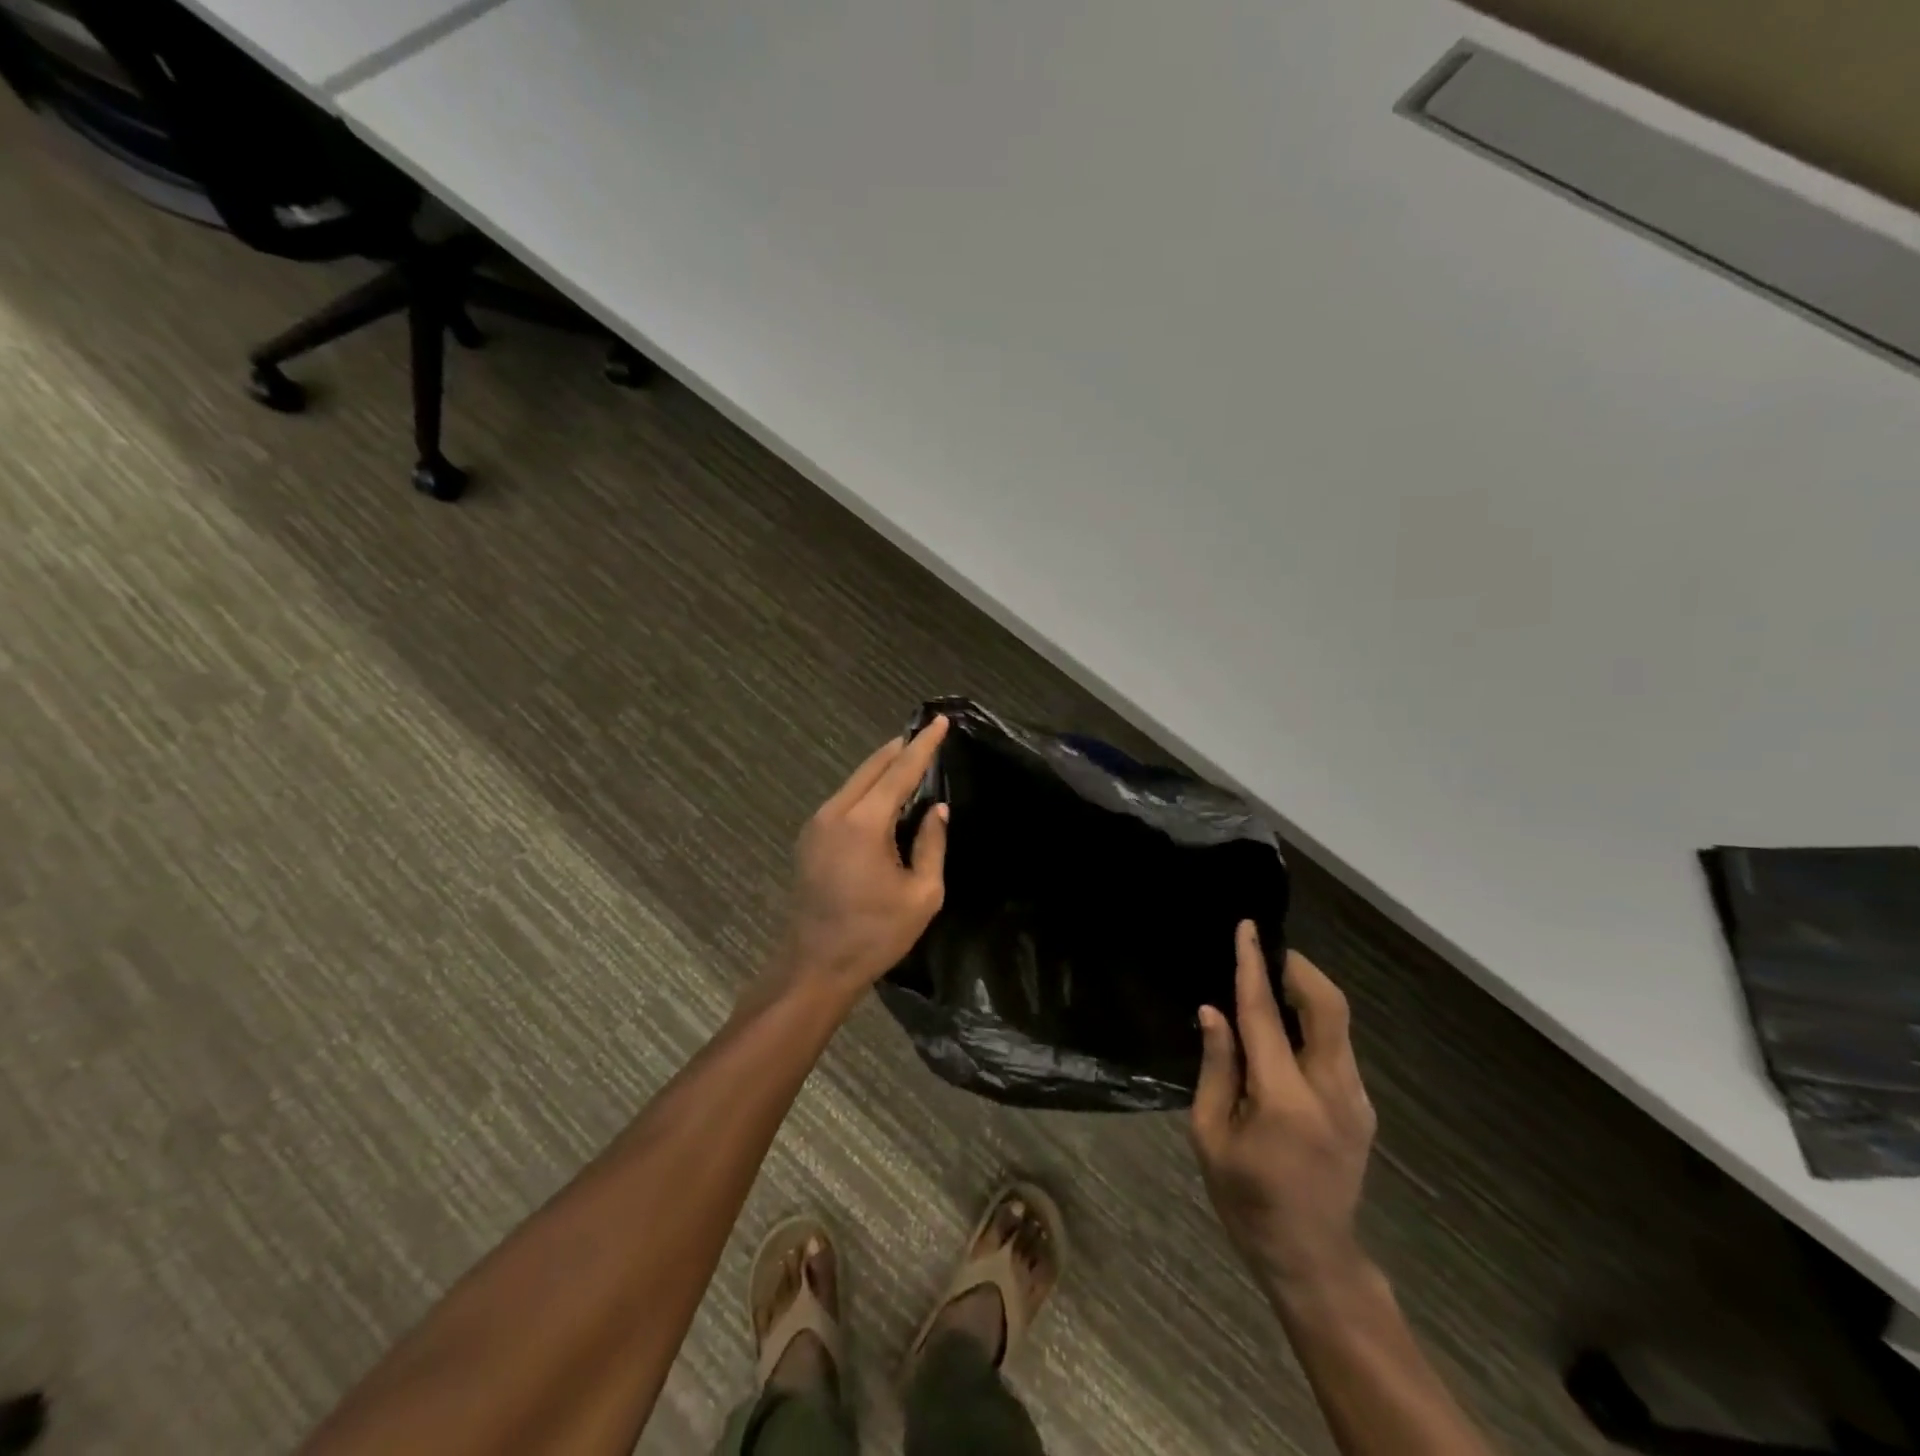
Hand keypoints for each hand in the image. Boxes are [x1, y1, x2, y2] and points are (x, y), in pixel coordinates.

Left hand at [778, 716, 950, 999]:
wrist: (815, 966)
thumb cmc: (875, 934)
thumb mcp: (921, 894)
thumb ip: (932, 844)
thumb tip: (936, 810)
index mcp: (864, 823)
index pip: (900, 771)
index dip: (923, 746)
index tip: (939, 722)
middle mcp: (835, 813)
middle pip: (871, 768)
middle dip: (899, 749)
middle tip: (924, 735)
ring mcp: (816, 825)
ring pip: (854, 782)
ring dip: (880, 769)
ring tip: (907, 760)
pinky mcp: (809, 839)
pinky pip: (843, 800)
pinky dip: (865, 788)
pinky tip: (881, 795)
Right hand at [1192, 922, 1377, 1298]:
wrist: (1312, 1256)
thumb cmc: (1246, 1198)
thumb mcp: (1211, 1135)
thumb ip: (1216, 1067)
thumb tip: (1214, 1011)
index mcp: (1285, 1099)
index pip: (1266, 1015)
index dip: (1253, 967)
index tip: (1247, 928)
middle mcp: (1331, 1090)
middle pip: (1329, 1006)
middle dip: (1299, 968)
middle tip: (1265, 952)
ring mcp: (1355, 1099)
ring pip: (1338, 1022)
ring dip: (1306, 992)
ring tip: (1270, 983)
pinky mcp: (1361, 1106)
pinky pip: (1338, 1045)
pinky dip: (1312, 1021)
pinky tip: (1284, 1029)